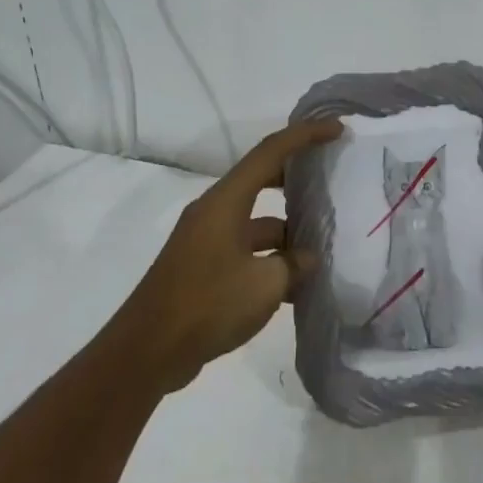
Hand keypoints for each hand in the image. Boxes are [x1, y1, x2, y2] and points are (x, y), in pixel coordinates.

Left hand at [112, 118, 343, 392]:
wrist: (145, 353)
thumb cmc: (207, 305)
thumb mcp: (265, 285)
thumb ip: (294, 265)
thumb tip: (307, 258)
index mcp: (226, 202)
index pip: (270, 152)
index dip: (305, 135)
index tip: (336, 130)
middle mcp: (214, 212)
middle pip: (261, 179)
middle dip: (297, 177)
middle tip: (330, 178)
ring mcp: (206, 240)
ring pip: (256, 222)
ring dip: (287, 231)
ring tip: (322, 246)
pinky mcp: (202, 267)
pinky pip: (245, 249)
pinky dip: (270, 259)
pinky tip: (295, 285)